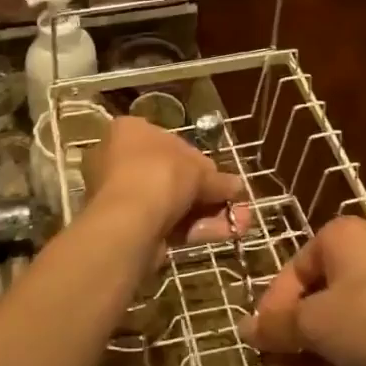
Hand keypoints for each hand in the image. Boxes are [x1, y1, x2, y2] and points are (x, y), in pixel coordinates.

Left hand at [84, 116, 243, 252]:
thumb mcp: (197, 169)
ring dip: (211, 212)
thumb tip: (237, 186)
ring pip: (175, 203)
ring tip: (243, 222)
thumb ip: (218, 178)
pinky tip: (228, 233)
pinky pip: (170, 223)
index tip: (221, 174)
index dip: (199, 159)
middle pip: (174, 176)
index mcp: (130, 132)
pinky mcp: (132, 226)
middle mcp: (122, 161)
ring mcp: (125, 196)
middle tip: (237, 201)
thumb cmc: (160, 175)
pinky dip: (198, 228)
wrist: (129, 222)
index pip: (170, 141)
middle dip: (210, 192)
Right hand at [239, 215, 365, 365]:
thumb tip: (245, 329)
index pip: (291, 272)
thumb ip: (277, 326)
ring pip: (330, 335)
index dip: (271, 311)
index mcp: (340, 240)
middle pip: (311, 306)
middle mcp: (360, 263)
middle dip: (288, 349)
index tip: (256, 344)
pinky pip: (353, 352)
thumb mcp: (314, 321)